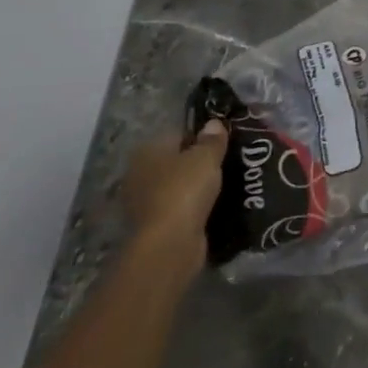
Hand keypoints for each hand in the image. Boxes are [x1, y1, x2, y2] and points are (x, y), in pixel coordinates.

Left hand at [122, 121, 228, 271]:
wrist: (169, 244)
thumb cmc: (184, 190)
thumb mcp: (206, 157)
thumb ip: (212, 139)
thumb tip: (213, 123)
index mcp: (147, 151)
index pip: (177, 134)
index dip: (201, 136)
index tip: (224, 142)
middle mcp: (139, 174)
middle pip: (176, 161)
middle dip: (198, 163)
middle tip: (228, 162)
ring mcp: (144, 203)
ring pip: (178, 186)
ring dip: (197, 187)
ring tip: (227, 184)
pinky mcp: (154, 227)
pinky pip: (180, 209)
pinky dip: (194, 208)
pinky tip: (215, 206)